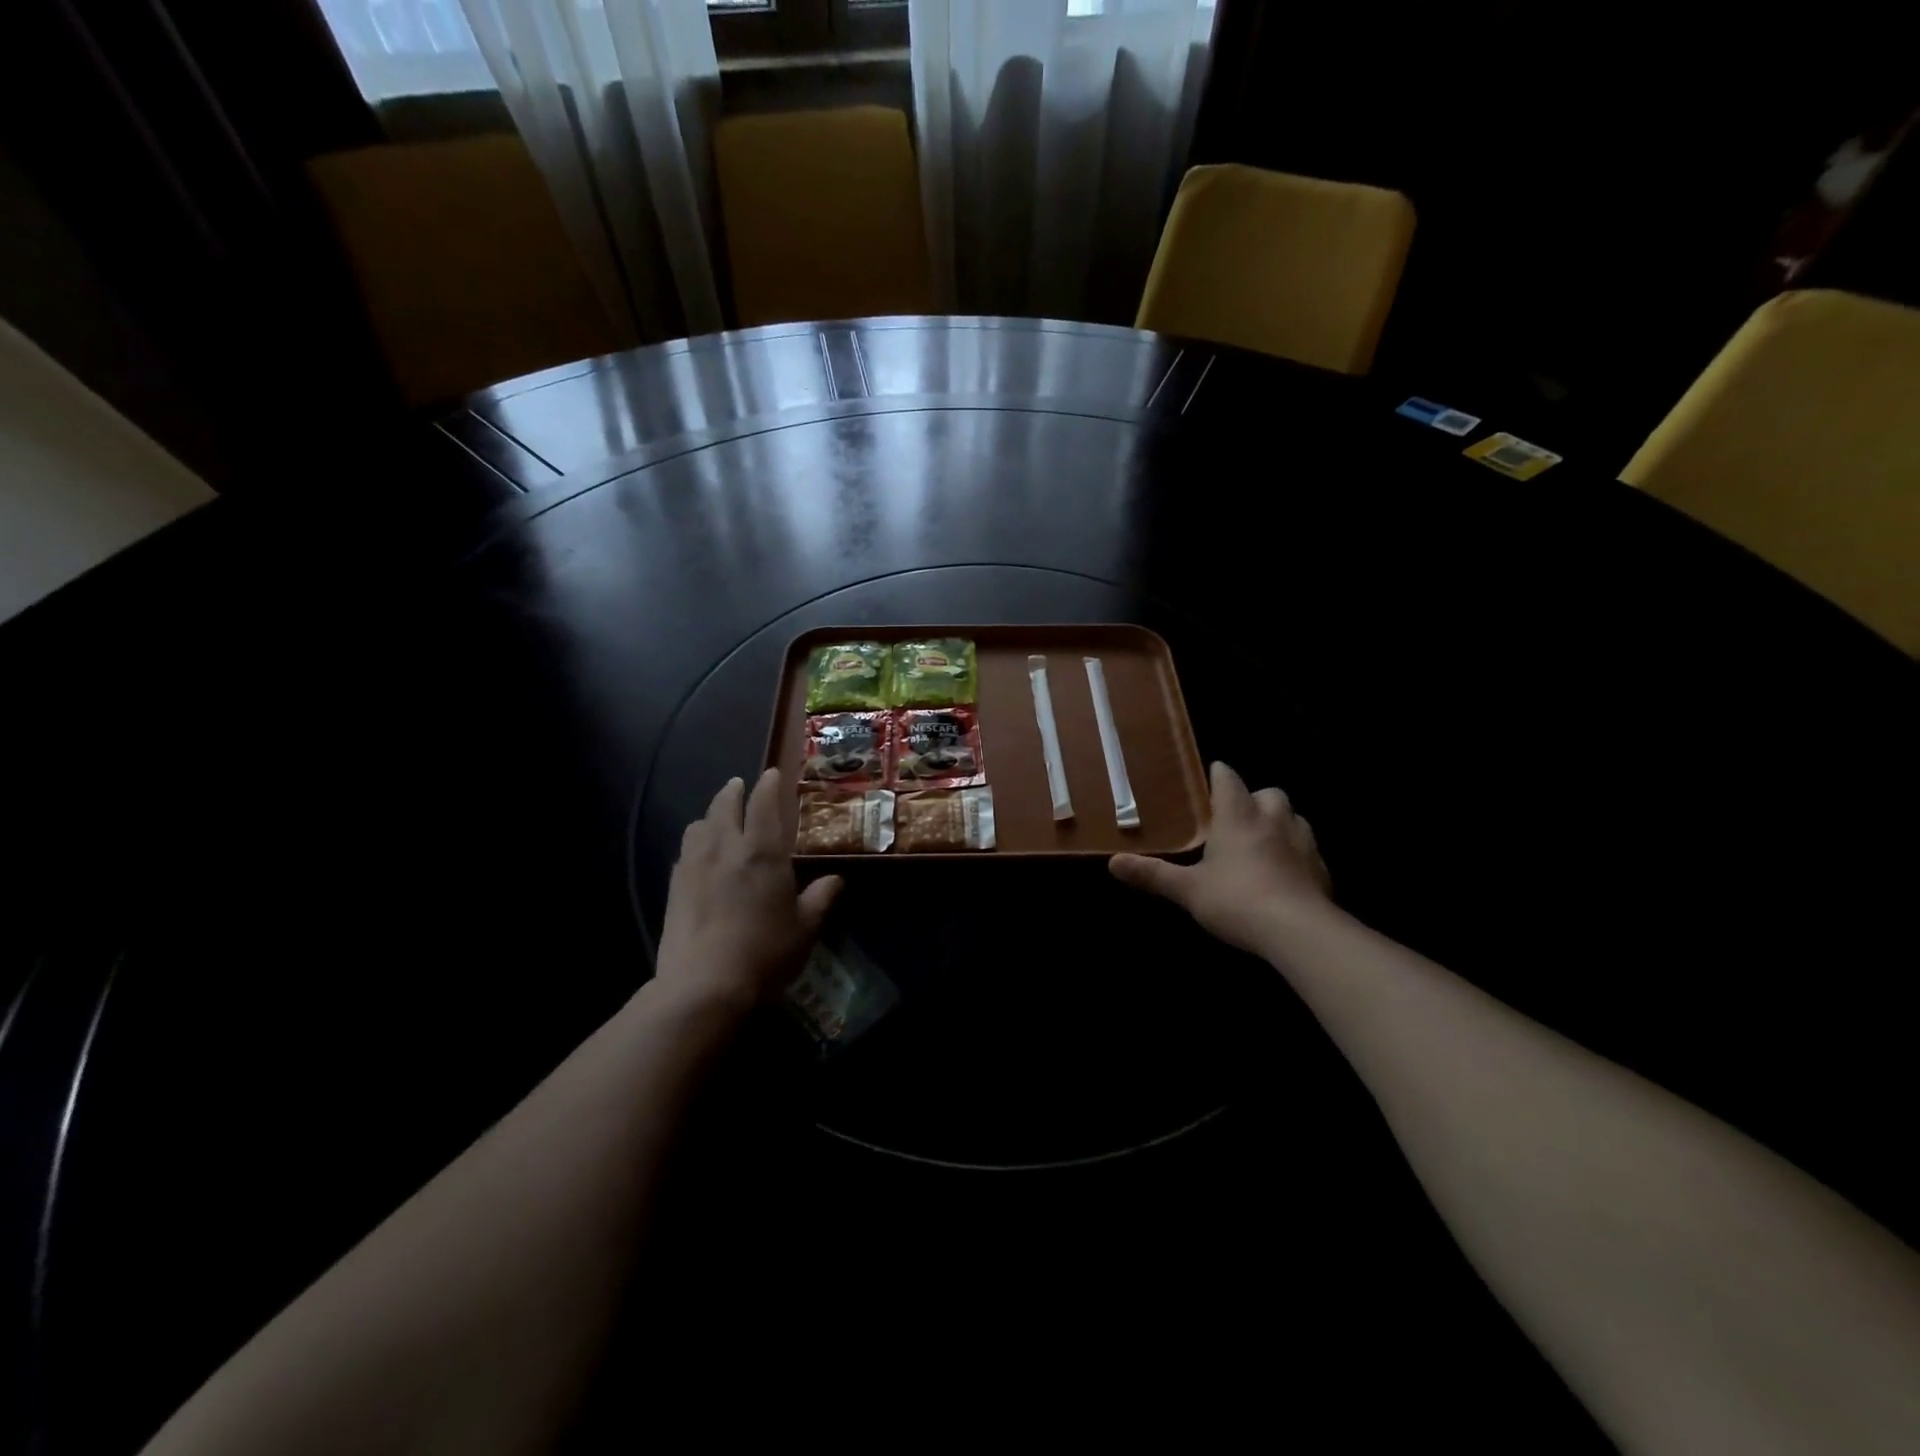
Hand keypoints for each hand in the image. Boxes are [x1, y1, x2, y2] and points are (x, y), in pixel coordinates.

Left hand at [654, 770, 841, 1012]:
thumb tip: (835, 880)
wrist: (704, 984)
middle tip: (739, 785)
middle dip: (733, 791)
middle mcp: (726, 848)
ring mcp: (694, 866)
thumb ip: (820, 899)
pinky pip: (684, 851)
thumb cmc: (765, 952)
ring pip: (699, 825)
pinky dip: (695, 842)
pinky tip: (699, 854)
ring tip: (717, 817)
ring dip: (710, 814)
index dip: (768, 785)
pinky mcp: (673, 887)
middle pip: (724, 806)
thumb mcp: (805, 928)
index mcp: (762, 852)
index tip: (771, 774)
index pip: (764, 804)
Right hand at [1110, 761, 1331, 954]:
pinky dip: (1296, 854)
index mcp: (1238, 816)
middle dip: (1254, 799)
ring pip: (1294, 817)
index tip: (1210, 778)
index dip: (1218, 775)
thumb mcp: (1187, 889)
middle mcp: (1273, 819)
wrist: (1299, 931)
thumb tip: (1112, 862)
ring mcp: (1303, 842)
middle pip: (1268, 793)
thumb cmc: (1237, 900)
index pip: (1228, 778)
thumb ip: (1152, 874)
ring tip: (1262, 843)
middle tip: (1236, 818)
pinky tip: (1285, 874)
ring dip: (1279, 823)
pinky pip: (1309, 849)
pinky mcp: (1321, 868)